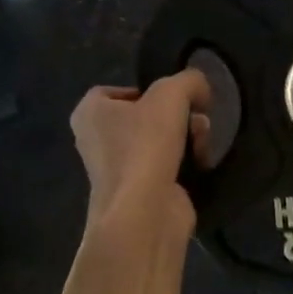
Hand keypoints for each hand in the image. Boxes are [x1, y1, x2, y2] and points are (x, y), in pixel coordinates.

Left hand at [70, 70, 212, 233]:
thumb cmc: (145, 145)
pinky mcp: (140, 193)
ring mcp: (118, 170)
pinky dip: (186, 163)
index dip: (145, 90)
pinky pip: (166, 167)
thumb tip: (201, 87)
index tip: (171, 97)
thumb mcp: (171, 94)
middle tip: (197, 117)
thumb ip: (188, 80)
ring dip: (187, 137)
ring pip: (159, 141)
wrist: (144, 213)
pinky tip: (201, 162)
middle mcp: (97, 141)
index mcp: (90, 113)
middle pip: (144, 116)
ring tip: (202, 141)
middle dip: (177, 115)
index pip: (114, 91)